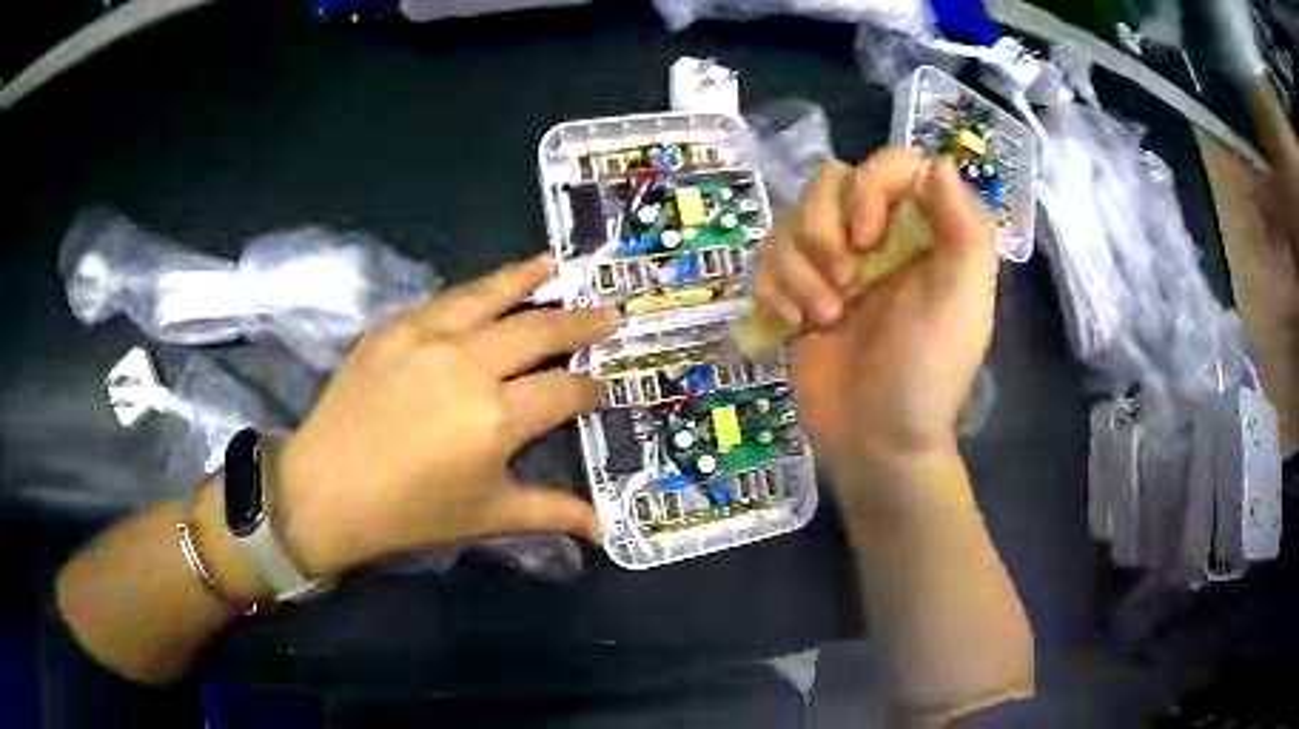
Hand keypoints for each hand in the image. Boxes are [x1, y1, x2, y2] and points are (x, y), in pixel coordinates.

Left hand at [274, 253, 617, 576]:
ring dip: (529, 279)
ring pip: (491, 296)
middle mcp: (470, 364)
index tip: (601, 384)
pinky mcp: (394, 327)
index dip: (591, 386)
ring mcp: (428, 337)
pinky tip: (489, 286)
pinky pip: (445, 300)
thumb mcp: (489, 515)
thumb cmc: (411, 513)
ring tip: (556, 265)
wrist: (326, 491)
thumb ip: (553, 512)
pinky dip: (476, 290)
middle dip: (581, 321)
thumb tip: (605, 529)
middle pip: (540, 329)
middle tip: (609, 311)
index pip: (565, 389)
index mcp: (498, 418)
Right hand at [754, 149, 997, 482]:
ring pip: (790, 220)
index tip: (868, 237)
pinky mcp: (797, 291)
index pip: (891, 164)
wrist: (876, 442)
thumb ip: (964, 229)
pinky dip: (772, 290)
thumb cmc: (927, 374)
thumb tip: (938, 162)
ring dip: (797, 270)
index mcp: (924, 231)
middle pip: (828, 183)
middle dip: (824, 231)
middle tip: (845, 283)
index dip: (869, 187)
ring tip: (823, 317)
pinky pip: (765, 258)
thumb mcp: (962, 302)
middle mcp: (879, 236)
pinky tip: (793, 326)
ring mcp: (834, 263)